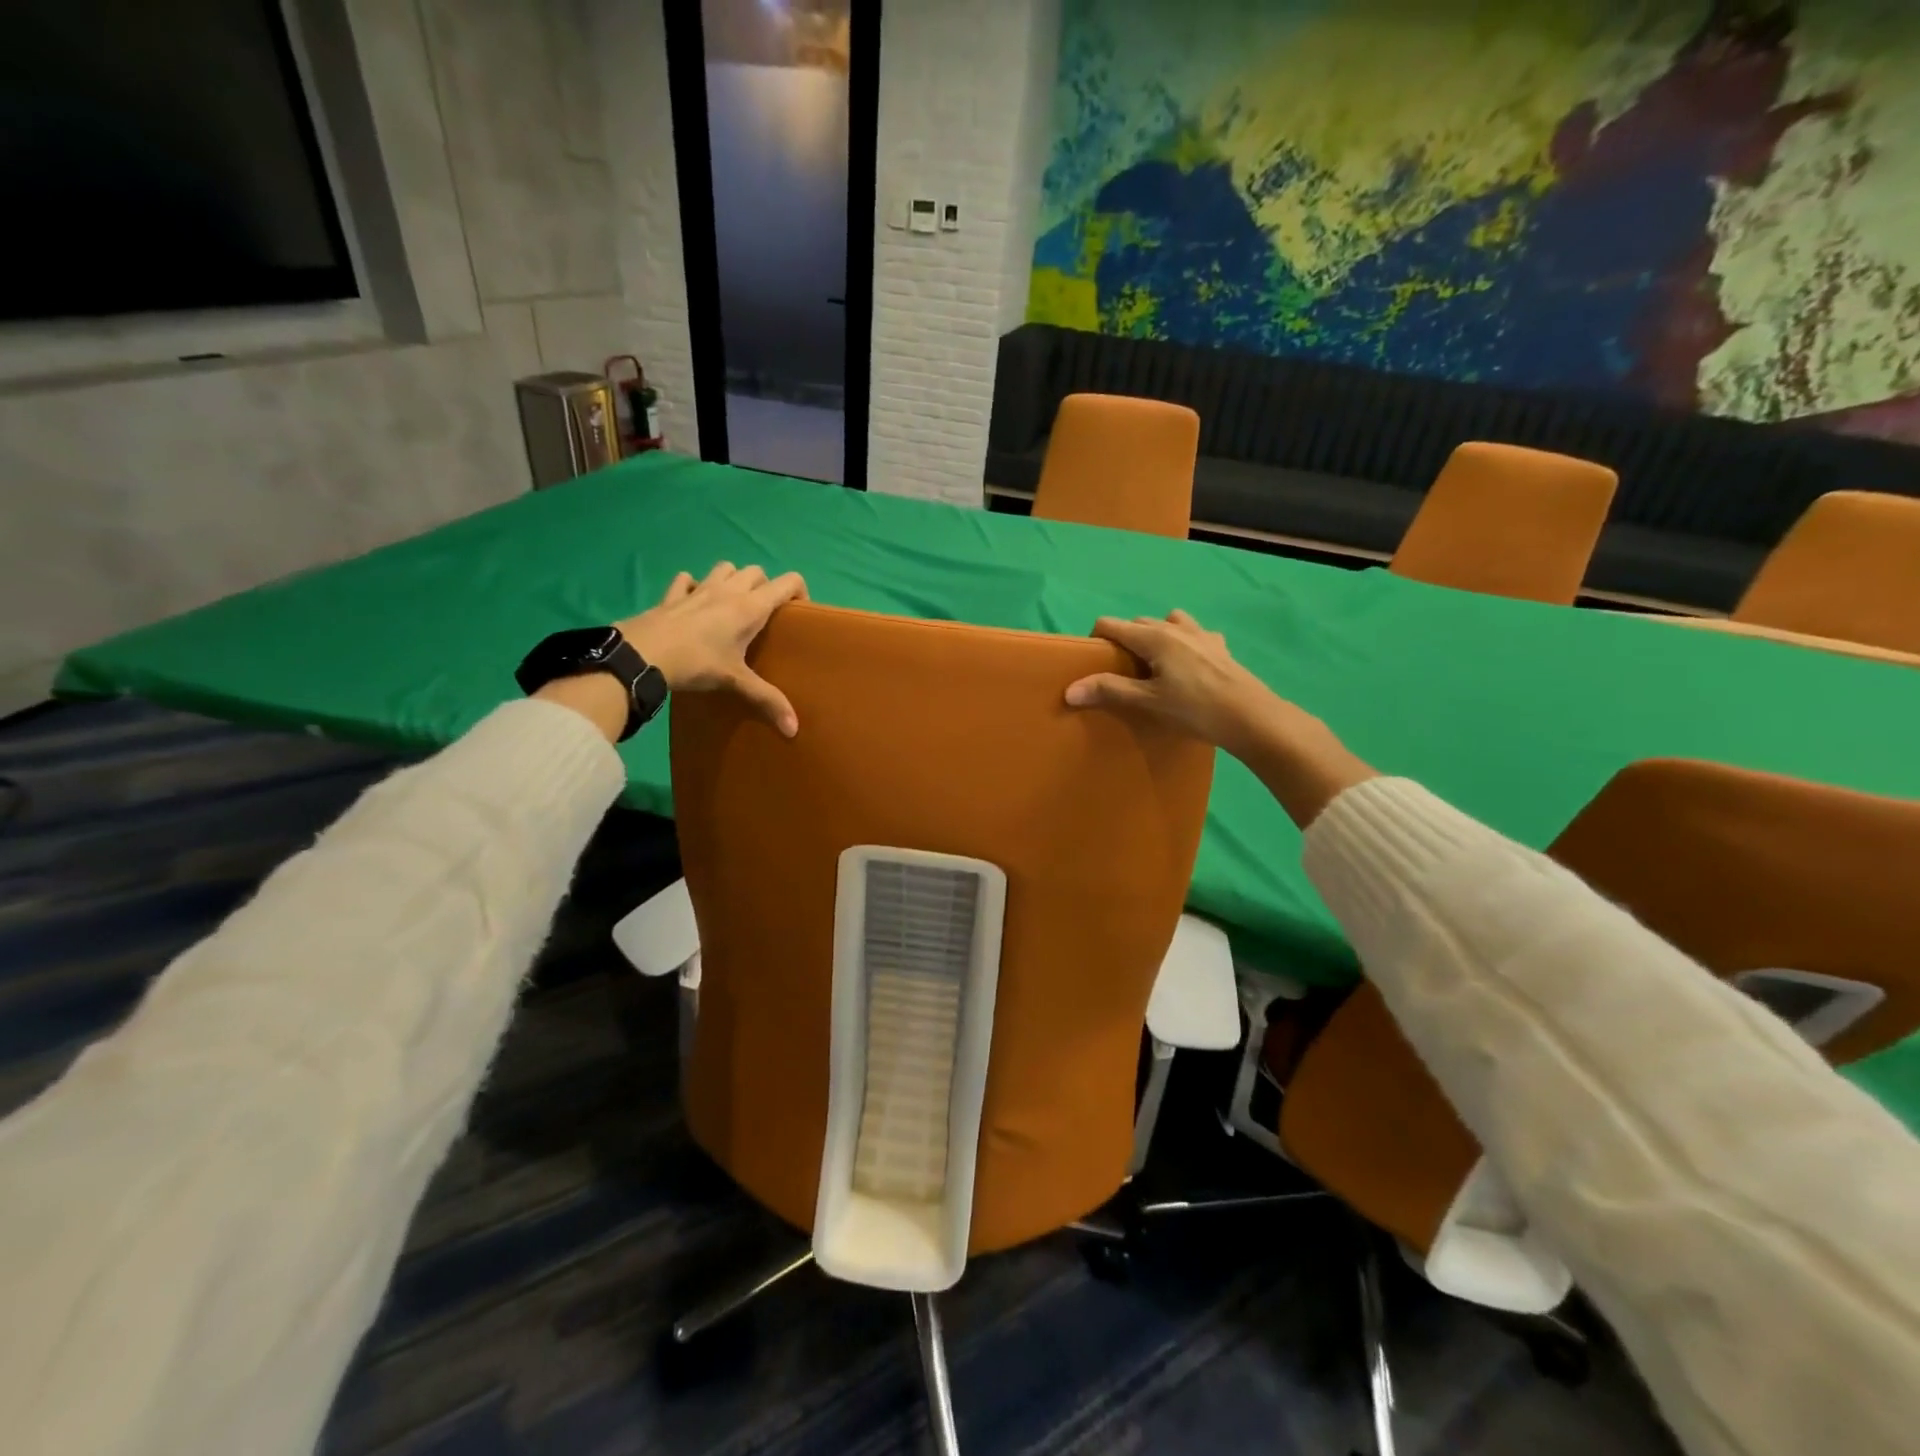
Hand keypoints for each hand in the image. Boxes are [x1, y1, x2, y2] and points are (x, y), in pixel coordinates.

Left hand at [619, 562, 808, 736]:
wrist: (643, 655)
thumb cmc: (697, 663)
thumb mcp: (736, 682)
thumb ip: (767, 700)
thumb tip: (794, 729)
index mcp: (750, 607)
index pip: (787, 582)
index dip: (799, 591)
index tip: (798, 613)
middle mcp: (728, 591)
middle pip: (756, 572)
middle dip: (765, 586)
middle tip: (764, 614)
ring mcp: (698, 589)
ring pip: (725, 568)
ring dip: (733, 579)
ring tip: (732, 604)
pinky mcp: (672, 595)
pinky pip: (686, 579)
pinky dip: (693, 585)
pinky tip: (693, 601)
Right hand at [1064, 609, 1375, 826]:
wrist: (1252, 718)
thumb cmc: (1195, 709)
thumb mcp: (1148, 702)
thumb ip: (1109, 691)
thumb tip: (1069, 690)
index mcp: (1154, 637)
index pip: (1112, 624)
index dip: (1096, 639)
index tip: (1093, 663)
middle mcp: (1176, 627)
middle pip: (1138, 623)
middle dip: (1124, 639)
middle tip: (1120, 671)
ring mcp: (1202, 635)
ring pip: (1168, 623)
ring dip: (1155, 635)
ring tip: (1154, 664)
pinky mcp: (1221, 647)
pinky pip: (1195, 634)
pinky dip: (1184, 641)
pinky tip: (1188, 664)